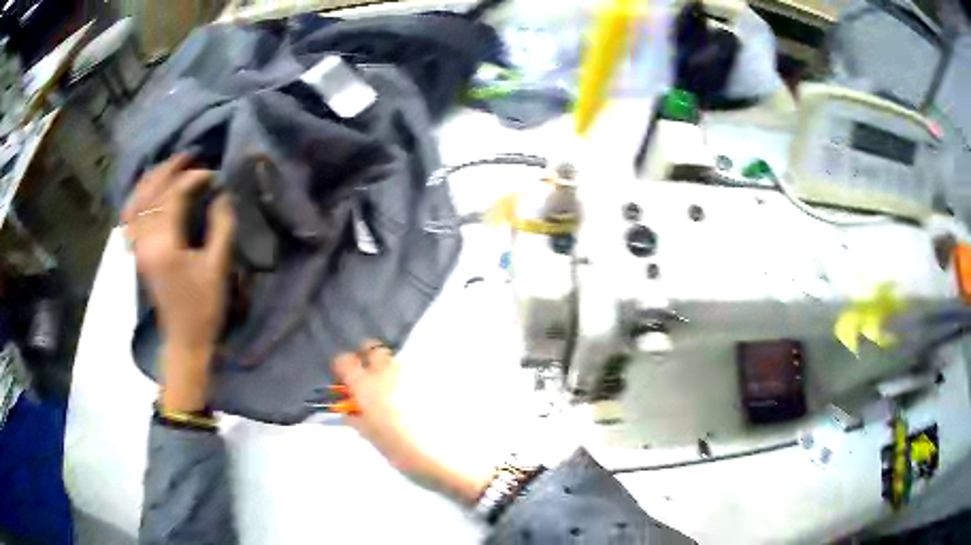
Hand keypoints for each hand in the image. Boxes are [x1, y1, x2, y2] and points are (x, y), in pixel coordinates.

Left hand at [123, 154, 235, 410]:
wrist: (184, 341)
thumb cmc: (203, 308)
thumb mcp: (218, 268)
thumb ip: (221, 226)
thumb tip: (222, 194)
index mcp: (163, 245)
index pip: (172, 195)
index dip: (193, 178)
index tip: (214, 174)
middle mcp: (144, 241)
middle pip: (150, 191)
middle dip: (170, 169)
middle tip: (191, 157)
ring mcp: (138, 247)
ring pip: (137, 200)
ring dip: (152, 179)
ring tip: (170, 166)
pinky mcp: (138, 252)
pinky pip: (131, 216)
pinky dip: (138, 198)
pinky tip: (148, 192)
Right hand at [333, 341, 490, 502]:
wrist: (451, 454)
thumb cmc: (405, 452)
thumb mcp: (375, 440)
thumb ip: (359, 420)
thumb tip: (350, 412)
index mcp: (366, 387)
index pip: (344, 361)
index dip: (343, 369)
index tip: (345, 381)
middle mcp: (388, 371)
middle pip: (372, 348)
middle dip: (368, 359)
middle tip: (372, 381)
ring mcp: (414, 371)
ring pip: (397, 360)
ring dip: (393, 371)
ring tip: (400, 394)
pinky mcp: (436, 376)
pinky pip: (417, 371)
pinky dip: (414, 379)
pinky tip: (422, 399)